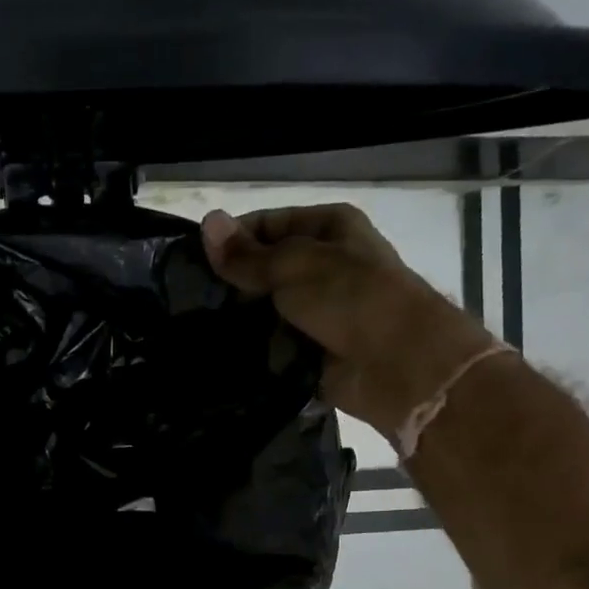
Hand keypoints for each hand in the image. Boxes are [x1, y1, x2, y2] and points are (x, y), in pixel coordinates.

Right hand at [202, 203, 437, 424]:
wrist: (399, 363)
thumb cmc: (351, 297)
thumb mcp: (294, 265)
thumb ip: (246, 255)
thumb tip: (206, 224)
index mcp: (329, 228)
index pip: (267, 225)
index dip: (231, 240)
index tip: (191, 264)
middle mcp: (324, 265)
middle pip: (264, 270)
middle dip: (232, 285)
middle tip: (189, 302)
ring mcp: (318, 311)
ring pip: (265, 311)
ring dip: (240, 321)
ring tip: (197, 330)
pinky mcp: (312, 350)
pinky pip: (273, 346)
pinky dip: (254, 351)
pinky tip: (222, 354)